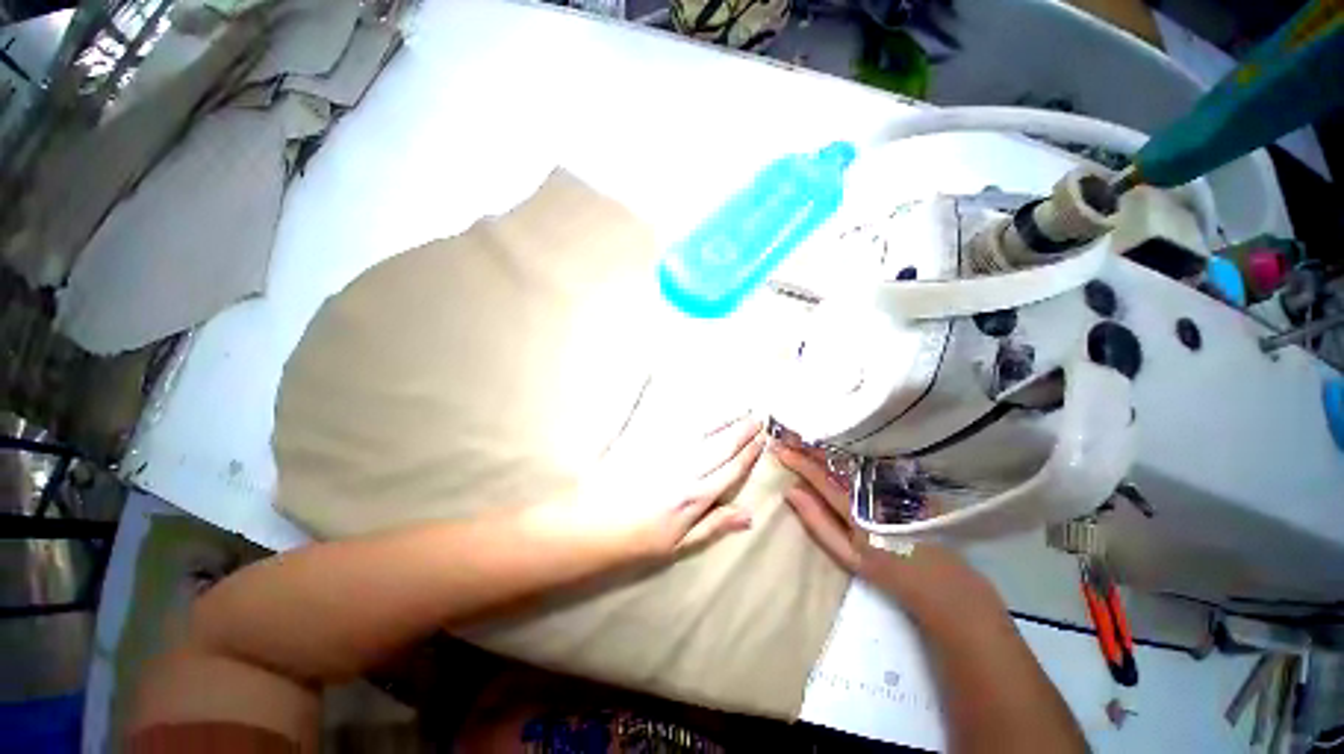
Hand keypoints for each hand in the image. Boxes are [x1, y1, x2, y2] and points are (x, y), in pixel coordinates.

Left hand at [536, 415, 765, 562]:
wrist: (591, 527)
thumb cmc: (637, 540)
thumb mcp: (679, 545)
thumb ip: (714, 525)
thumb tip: (750, 514)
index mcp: (696, 495)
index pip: (731, 469)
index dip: (749, 453)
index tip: (762, 439)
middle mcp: (685, 467)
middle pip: (721, 445)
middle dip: (742, 431)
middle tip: (757, 417)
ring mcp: (663, 450)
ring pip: (701, 429)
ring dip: (722, 417)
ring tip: (737, 407)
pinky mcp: (641, 439)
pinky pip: (657, 415)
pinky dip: (668, 401)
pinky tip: (672, 387)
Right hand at [772, 443, 1001, 612]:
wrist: (940, 578)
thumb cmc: (887, 570)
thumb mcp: (847, 555)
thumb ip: (817, 521)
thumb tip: (790, 491)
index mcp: (855, 508)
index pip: (819, 476)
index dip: (797, 460)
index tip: (778, 448)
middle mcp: (872, 487)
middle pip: (834, 458)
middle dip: (807, 445)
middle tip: (786, 434)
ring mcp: (889, 480)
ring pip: (849, 454)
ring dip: (824, 444)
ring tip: (802, 436)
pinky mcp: (900, 478)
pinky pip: (866, 458)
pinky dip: (844, 449)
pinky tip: (832, 446)